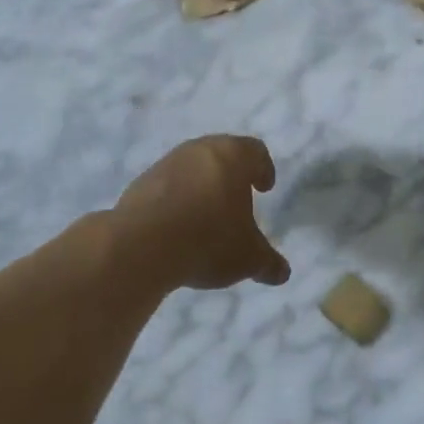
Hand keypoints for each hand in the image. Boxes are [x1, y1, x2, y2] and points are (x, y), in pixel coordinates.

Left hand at [114, 136, 290, 289]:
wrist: (140, 245)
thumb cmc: (208, 240)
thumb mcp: (248, 258)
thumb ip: (268, 262)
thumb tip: (282, 272)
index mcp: (231, 156)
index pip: (255, 151)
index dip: (263, 168)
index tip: (264, 187)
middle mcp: (198, 150)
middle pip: (221, 154)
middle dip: (232, 175)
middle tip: (238, 198)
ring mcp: (166, 164)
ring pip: (192, 168)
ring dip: (202, 186)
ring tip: (207, 216)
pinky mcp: (140, 183)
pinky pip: (167, 186)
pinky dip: (177, 199)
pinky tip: (178, 227)